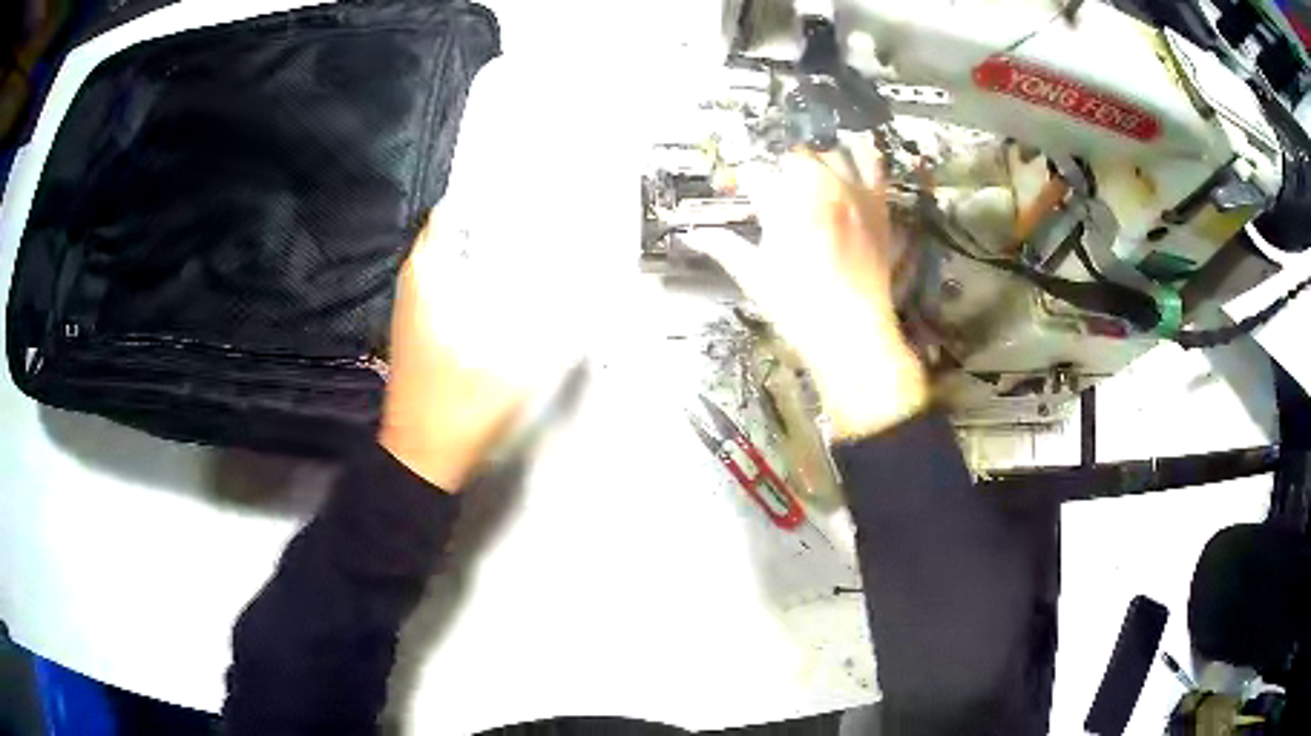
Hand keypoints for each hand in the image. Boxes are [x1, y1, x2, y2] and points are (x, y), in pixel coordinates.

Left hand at [379, 212, 585, 490]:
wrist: (424, 456)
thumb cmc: (457, 408)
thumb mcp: (517, 364)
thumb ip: (559, 324)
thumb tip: (593, 291)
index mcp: (427, 279)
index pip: (450, 212)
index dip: (485, 193)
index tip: (521, 185)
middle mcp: (416, 283)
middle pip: (455, 231)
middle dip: (494, 218)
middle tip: (537, 210)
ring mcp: (416, 306)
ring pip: (454, 257)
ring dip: (487, 246)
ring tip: (530, 239)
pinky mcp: (424, 327)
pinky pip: (454, 283)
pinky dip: (479, 275)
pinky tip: (510, 285)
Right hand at [689, 144, 927, 438]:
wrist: (853, 334)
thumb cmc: (798, 310)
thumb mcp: (754, 277)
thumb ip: (724, 247)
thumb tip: (692, 234)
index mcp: (785, 205)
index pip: (754, 174)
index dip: (737, 180)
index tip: (730, 191)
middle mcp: (820, 188)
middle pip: (790, 158)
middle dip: (775, 173)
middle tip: (769, 196)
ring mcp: (853, 193)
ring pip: (829, 154)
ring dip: (813, 163)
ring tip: (807, 183)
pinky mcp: (878, 205)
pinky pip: (872, 164)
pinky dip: (860, 154)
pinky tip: (849, 155)